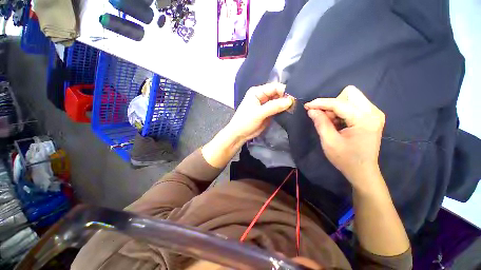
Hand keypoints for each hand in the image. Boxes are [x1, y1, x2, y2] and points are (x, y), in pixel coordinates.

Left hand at [227, 83, 293, 141]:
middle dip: (286, 98)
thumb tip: (290, 101)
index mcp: (257, 92)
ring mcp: (265, 105)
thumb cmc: (245, 121)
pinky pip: (277, 109)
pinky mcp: (268, 113)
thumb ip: (273, 106)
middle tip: (296, 104)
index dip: (284, 91)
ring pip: (278, 101)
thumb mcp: (258, 113)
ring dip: (285, 105)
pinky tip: (290, 112)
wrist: (240, 134)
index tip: (294, 98)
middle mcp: (262, 96)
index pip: (274, 87)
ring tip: (295, 108)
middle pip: (277, 94)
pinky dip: (283, 110)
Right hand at [304, 86, 384, 188]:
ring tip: (330, 122)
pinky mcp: (372, 117)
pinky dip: (342, 111)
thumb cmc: (345, 159)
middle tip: (324, 117)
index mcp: (364, 119)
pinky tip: (338, 123)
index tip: (307, 106)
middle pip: (349, 93)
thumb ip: (320, 123)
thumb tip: (311, 110)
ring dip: (336, 107)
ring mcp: (374, 114)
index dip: (320, 103)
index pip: (339, 103)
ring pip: (351, 98)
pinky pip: (353, 105)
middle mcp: (373, 112)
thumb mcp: (329, 141)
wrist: (362, 171)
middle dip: (332, 103)